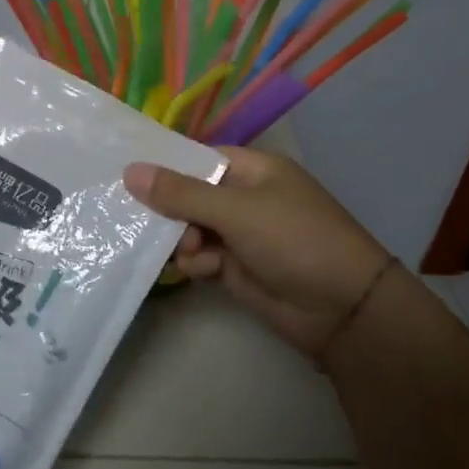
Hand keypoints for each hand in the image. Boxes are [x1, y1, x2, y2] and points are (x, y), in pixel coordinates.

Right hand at [124, 149, 393, 364]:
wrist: (342, 310)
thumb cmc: (294, 240)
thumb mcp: (236, 210)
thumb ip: (181, 193)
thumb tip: (130, 170)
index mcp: (252, 169)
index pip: (197, 159)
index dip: (165, 167)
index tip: (126, 177)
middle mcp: (243, 197)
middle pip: (188, 194)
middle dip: (169, 209)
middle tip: (149, 223)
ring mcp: (239, 234)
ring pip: (189, 228)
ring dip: (181, 240)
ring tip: (190, 251)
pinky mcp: (235, 267)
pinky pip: (200, 256)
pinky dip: (194, 262)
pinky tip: (201, 271)